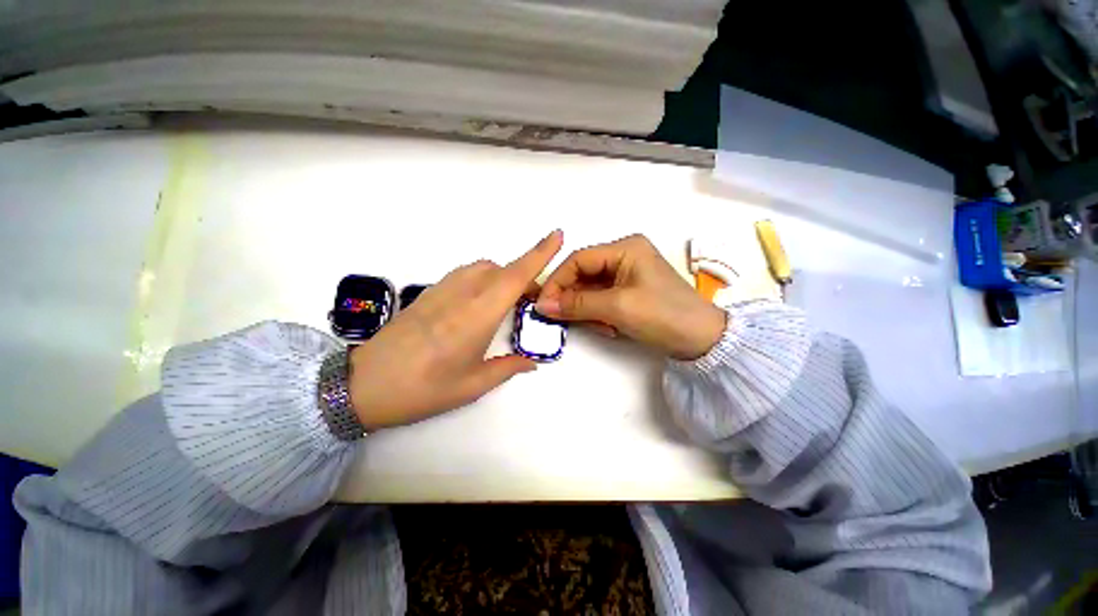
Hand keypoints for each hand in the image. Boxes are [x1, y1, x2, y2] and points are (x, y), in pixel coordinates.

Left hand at [348, 230, 562, 429]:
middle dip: (524, 278)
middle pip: (502, 269)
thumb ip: (507, 368)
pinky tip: (479, 304)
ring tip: (506, 304)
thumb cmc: (423, 389)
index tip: (557, 235)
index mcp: (478, 315)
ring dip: (502, 277)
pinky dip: (483, 279)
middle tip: (531, 303)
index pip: (516, 276)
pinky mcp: (428, 293)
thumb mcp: (472, 385)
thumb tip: (532, 361)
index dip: (539, 254)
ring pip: (483, 268)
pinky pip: (465, 274)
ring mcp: (442, 290)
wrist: (362, 385)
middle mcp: (462, 294)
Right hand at [536, 234, 725, 359]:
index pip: (578, 259)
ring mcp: (627, 275)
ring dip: (587, 310)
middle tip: (562, 320)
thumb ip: (577, 304)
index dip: (557, 281)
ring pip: (590, 290)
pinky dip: (598, 315)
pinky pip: (602, 300)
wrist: (702, 341)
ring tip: (602, 328)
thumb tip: (542, 306)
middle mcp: (624, 256)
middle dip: (573, 298)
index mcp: (625, 248)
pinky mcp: (629, 292)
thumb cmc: (663, 315)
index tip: (543, 304)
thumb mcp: (617, 308)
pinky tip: (609, 328)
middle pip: (583, 274)